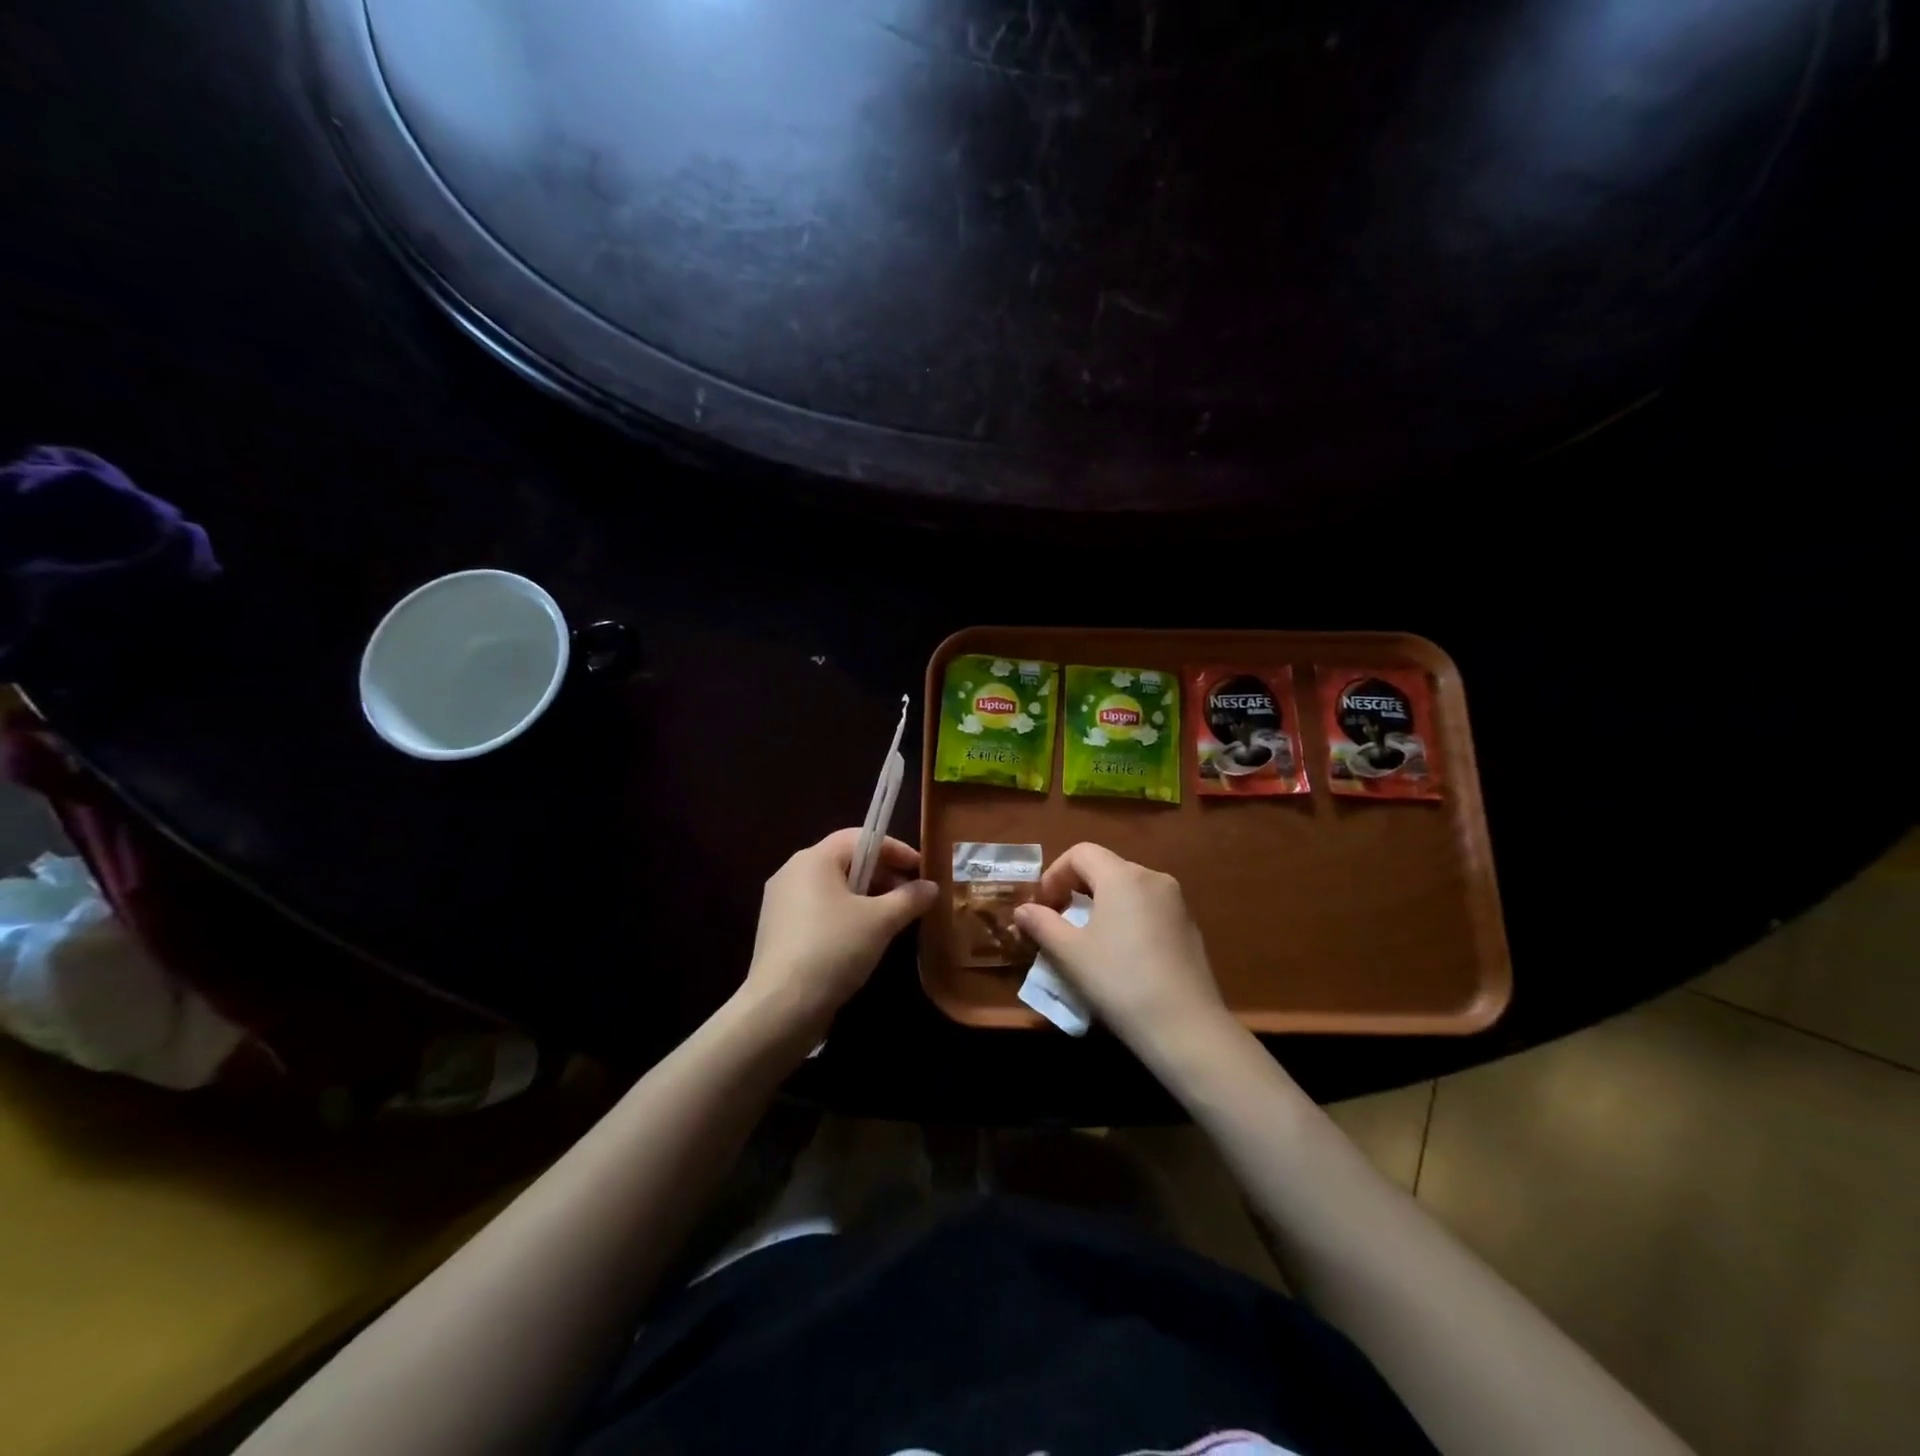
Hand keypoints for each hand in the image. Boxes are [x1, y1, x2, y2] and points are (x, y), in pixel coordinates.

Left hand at [742, 828, 936, 1035]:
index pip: (861, 837)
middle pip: (846, 861)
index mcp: (813, 859)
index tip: (922, 869)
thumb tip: (931, 886)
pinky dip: (845, 914)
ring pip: (833, 887)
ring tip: (891, 920)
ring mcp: (780, 902)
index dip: (895, 849)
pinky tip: (862, 939)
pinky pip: (818, 909)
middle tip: (910, 897)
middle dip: (882, 874)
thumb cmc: (833, 949)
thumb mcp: (881, 922)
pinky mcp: (777, 930)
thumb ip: (909, 898)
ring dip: (866, 897)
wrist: (780, 1007)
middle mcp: (792, 871)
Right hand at [1013, 843, 1229, 1050]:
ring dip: (1101, 904)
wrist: (1186, 1027)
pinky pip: (1148, 908)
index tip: (1042, 905)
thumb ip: (1042, 924)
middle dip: (1076, 888)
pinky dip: (1126, 918)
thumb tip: (1023, 910)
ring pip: (1128, 888)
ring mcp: (1176, 902)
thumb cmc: (1119, 981)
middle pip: (1105, 867)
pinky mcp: (1189, 927)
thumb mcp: (1070, 953)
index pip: (1081, 853)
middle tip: (1058, 921)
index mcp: (1122, 876)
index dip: (1054, 873)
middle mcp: (1153, 878)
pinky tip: (1121, 954)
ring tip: (1087, 939)